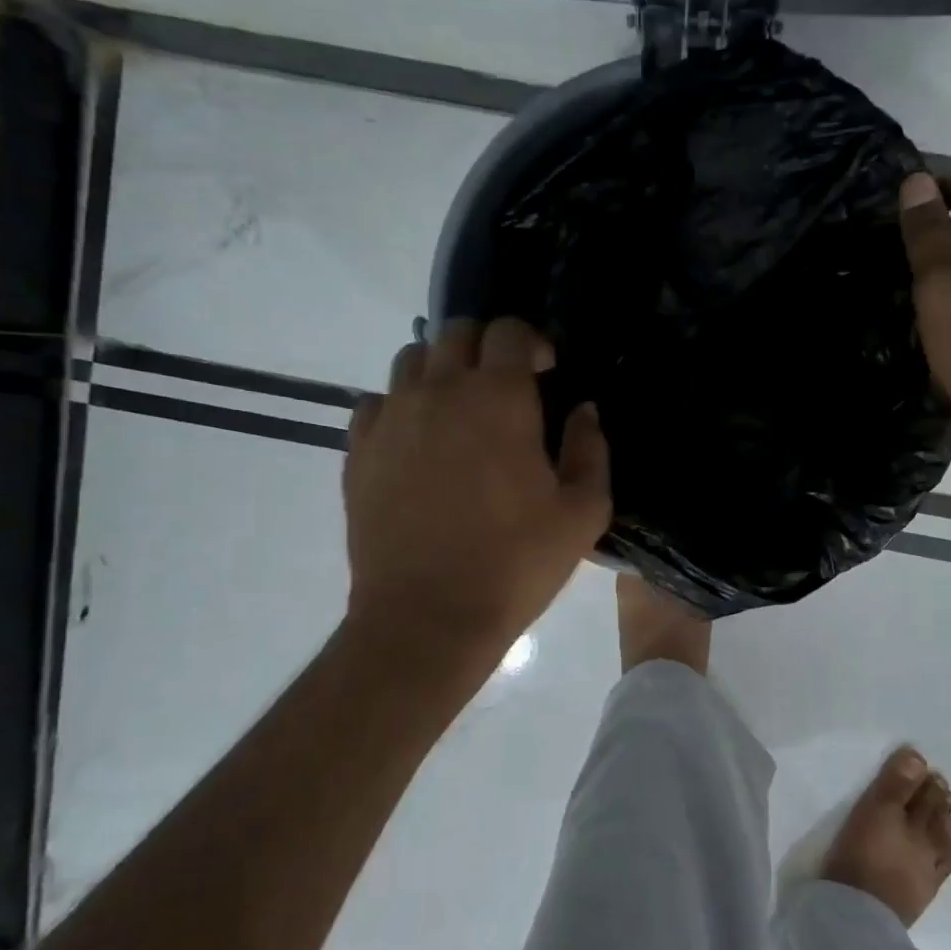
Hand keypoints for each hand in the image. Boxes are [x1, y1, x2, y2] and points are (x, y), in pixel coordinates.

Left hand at [344, 317, 610, 684]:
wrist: (427, 617)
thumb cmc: (515, 563)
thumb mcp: (583, 513)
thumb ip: (591, 450)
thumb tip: (583, 411)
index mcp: (498, 399)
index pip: (509, 331)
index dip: (531, 342)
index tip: (545, 372)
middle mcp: (439, 391)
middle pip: (456, 333)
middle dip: (486, 347)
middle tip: (505, 387)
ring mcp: (392, 418)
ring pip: (411, 360)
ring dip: (441, 370)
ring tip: (459, 410)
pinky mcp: (359, 450)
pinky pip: (376, 402)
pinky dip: (401, 406)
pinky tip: (418, 442)